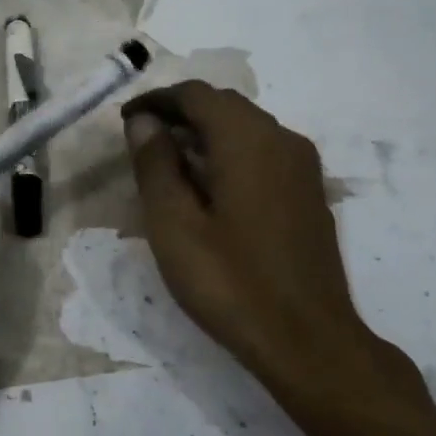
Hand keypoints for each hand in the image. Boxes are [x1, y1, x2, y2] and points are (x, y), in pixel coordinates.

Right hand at [122, 83, 429, 425]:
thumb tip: (144, 121)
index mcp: (247, 139)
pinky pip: (264, 152)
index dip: (156, 100)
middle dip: (180, 113)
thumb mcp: (174, 225)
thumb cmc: (231, 283)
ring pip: (246, 127)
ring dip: (205, 132)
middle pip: (224, 105)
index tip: (125, 121)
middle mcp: (282, 139)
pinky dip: (230, 153)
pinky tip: (211, 187)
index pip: (196, 94)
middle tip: (142, 140)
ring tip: (170, 163)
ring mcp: (303, 166)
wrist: (309, 341)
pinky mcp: (310, 193)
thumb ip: (155, 165)